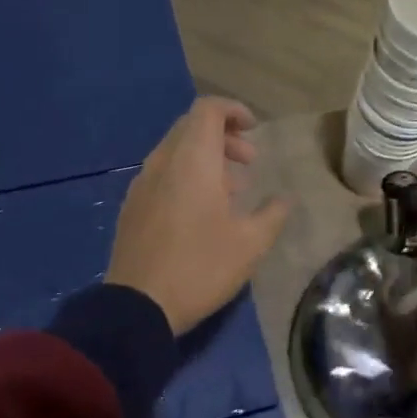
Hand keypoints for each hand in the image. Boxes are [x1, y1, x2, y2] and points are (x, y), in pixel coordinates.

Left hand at [106, 98, 290, 335]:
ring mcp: (141, 184)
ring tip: (230, 191)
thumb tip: (285, 198)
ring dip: (205, 159)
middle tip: (249, 163)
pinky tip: (200, 212)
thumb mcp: (250, 244)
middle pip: (191, 127)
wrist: (138, 307)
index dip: (233, 111)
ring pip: (175, 151)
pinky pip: (162, 174)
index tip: (254, 130)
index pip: (208, 110)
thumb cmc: (200, 267)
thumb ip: (272, 214)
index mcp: (191, 160)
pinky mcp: (131, 206)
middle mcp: (162, 162)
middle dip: (223, 136)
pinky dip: (185, 176)